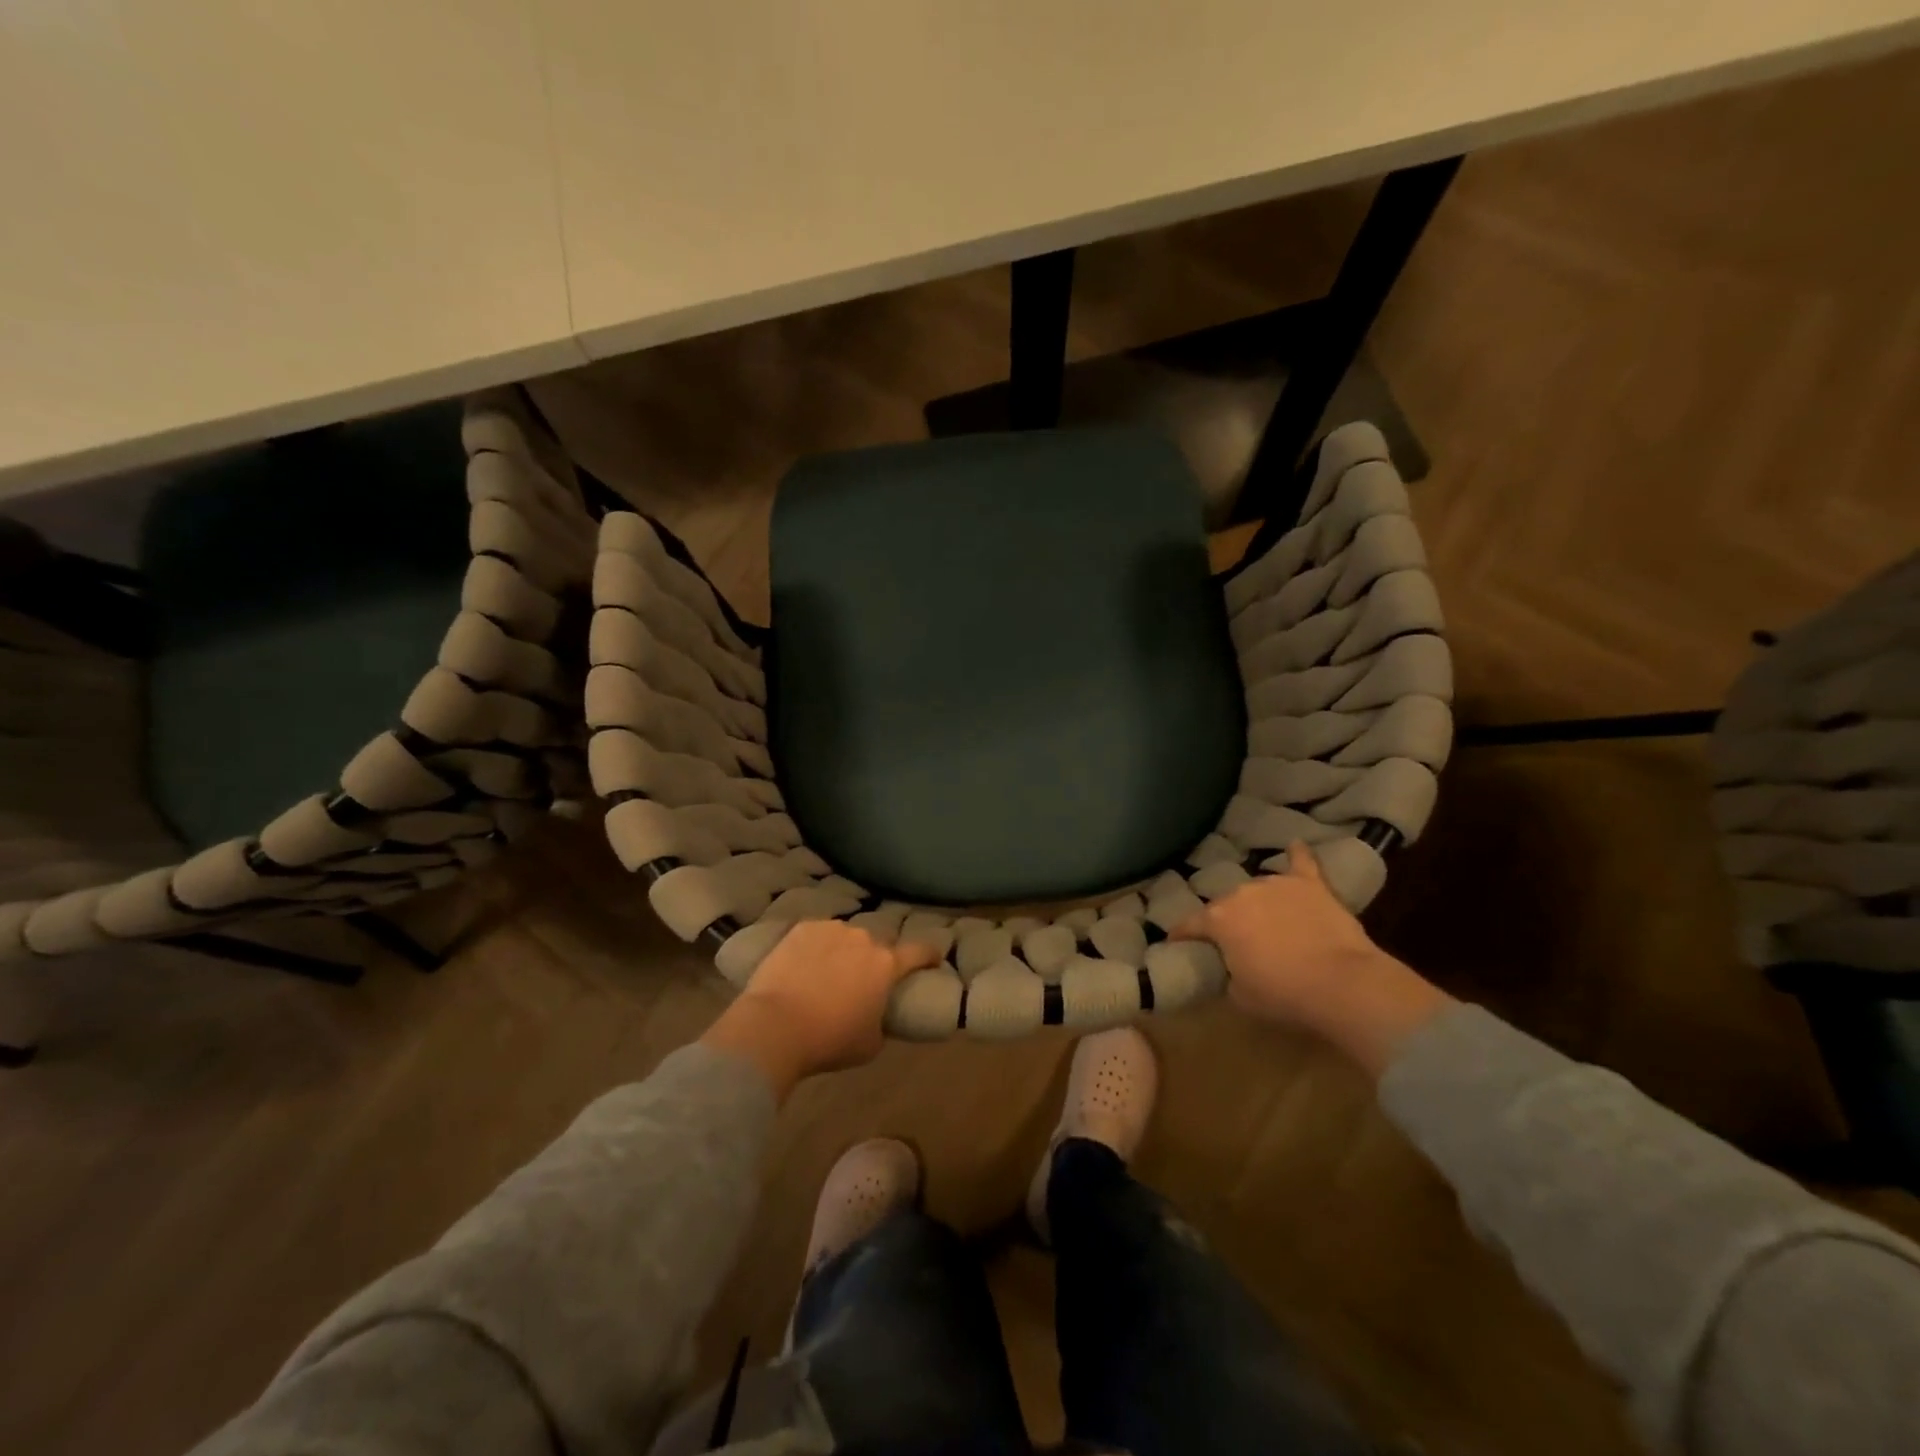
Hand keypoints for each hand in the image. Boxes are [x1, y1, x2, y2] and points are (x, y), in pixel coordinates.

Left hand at [700, 921, 938, 1098]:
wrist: (775, 1025)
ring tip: (827, 973)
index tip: (933, 957)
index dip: (929, 955)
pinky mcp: (801, 929)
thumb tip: (877, 1016)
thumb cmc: (829, 1040)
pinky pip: (817, 935)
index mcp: (886, 964)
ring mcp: (830, 929)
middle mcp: (863, 938)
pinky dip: (815, 948)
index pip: (919, 951)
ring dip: (843, 951)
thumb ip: (881, 1022)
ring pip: (845, 937)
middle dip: (874, 959)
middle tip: (861, 980)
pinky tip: (803, 966)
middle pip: (877, 945)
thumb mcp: (870, 1043)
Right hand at [1171, 840, 1454, 1076]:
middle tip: (1235, 942)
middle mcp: (1241, 893)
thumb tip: (1232, 965)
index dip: (1181, 935)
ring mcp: (1277, 884)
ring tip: (1267, 920)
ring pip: (1258, 889)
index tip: (1176, 943)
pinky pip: (1301, 863)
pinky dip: (1297, 855)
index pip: (1189, 925)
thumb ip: (1228, 972)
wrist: (1343, 984)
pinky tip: (1295, 844)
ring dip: (1258, 903)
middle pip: (1225, 905)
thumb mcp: (1240, 995)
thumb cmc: (1284, 995)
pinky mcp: (1311, 885)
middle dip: (1225, 921)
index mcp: (1218, 920)